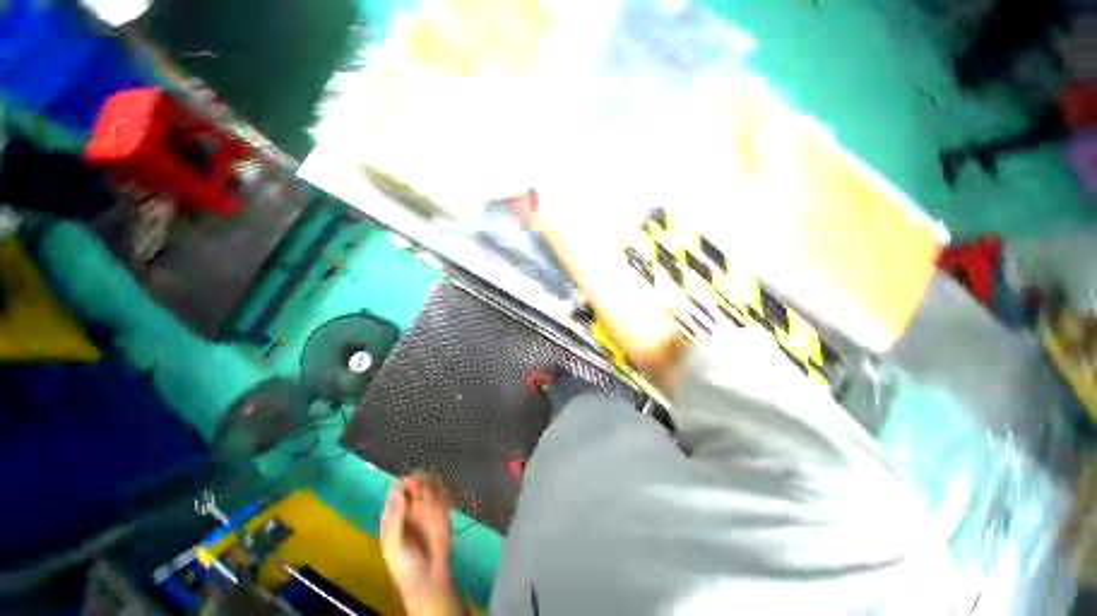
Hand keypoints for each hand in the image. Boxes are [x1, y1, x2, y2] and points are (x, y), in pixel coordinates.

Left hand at [380, 473, 463, 615]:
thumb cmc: (405, 565)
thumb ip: (396, 519)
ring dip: (434, 486)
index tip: (411, 485)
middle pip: (415, 483)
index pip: (397, 490)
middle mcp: (410, 506)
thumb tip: (399, 492)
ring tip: (436, 501)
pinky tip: (445, 502)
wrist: (428, 579)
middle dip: (421, 482)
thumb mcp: (394, 545)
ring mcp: (427, 507)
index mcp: (394, 514)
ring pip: (431, 485)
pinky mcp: (442, 510)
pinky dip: (446, 493)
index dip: (404, 484)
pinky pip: (444, 494)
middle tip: (425, 491)